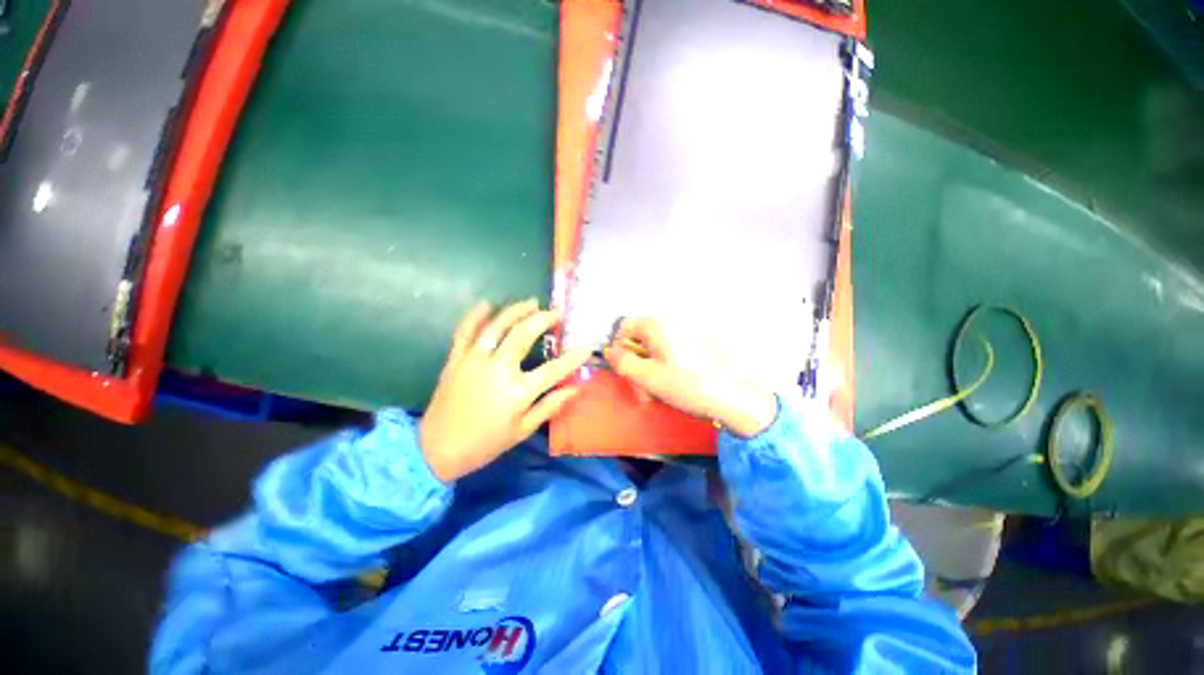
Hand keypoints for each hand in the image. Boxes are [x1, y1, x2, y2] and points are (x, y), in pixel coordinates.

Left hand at [420, 300, 591, 481]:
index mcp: (517, 392)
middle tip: (555, 313)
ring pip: (497, 326)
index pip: (554, 369)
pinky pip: (465, 331)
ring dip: (515, 311)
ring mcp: (474, 361)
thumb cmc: (485, 443)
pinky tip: (488, 304)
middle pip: (523, 335)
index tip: (587, 347)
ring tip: (531, 302)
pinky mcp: (455, 359)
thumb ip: (550, 406)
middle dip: (543, 320)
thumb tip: (575, 388)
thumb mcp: (522, 430)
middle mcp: (497, 370)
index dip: (573, 358)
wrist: (436, 449)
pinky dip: (475, 315)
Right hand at [602, 318, 776, 437]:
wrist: (734, 397)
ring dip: (648, 371)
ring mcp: (683, 335)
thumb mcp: (648, 377)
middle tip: (641, 389)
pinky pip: (667, 354)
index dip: (618, 348)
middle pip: (638, 339)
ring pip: (652, 350)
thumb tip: (609, 350)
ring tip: (657, 392)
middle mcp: (669, 325)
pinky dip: (663, 369)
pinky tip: (671, 386)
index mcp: (656, 326)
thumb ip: (622, 362)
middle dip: (634, 364)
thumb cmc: (688, 386)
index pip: (623, 327)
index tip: (624, 369)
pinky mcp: (693, 347)